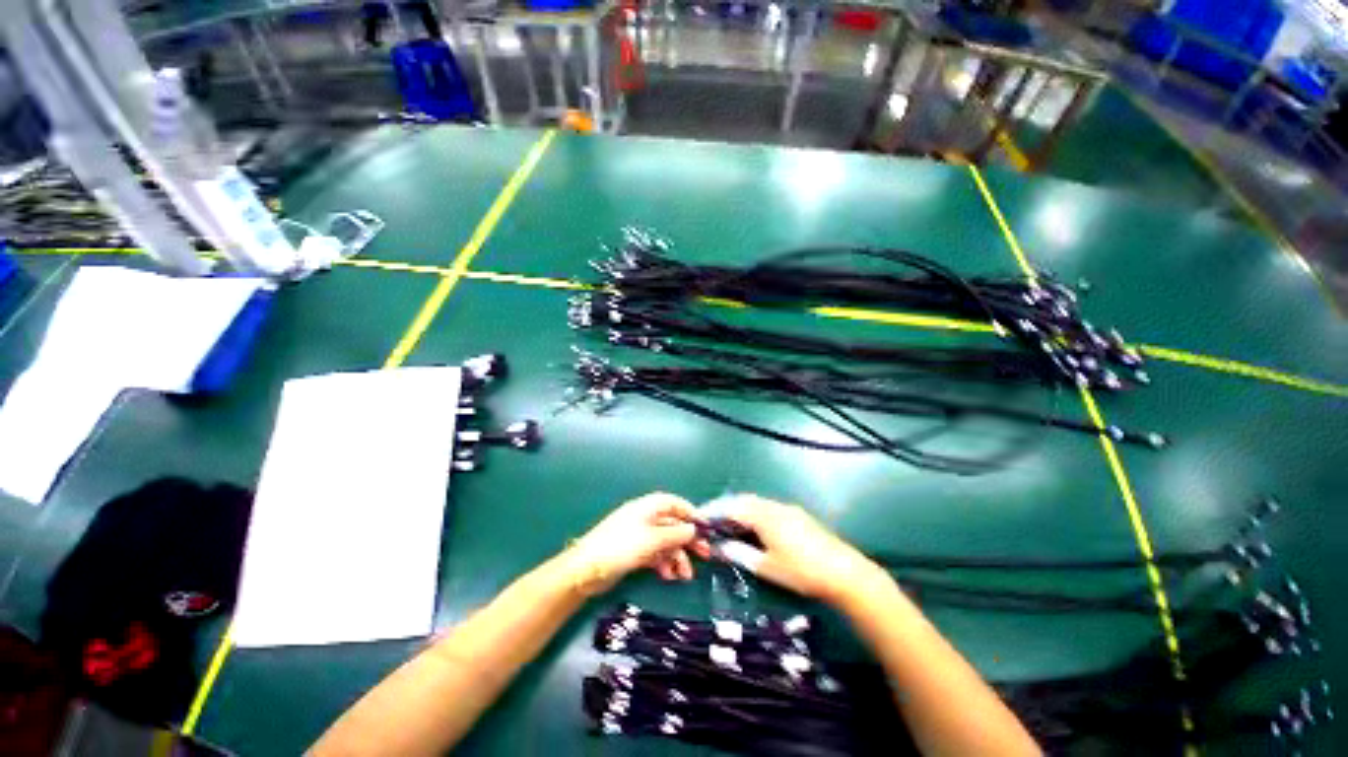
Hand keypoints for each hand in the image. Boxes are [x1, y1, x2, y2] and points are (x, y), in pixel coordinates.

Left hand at [562, 492, 706, 595]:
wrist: (587, 570)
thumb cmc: (621, 547)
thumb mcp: (652, 540)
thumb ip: (674, 534)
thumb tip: (693, 529)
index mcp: (647, 507)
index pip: (674, 503)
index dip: (690, 512)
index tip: (705, 527)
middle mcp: (645, 518)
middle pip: (672, 524)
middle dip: (688, 539)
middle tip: (705, 555)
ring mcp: (639, 536)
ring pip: (666, 542)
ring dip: (677, 557)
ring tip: (685, 576)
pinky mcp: (634, 552)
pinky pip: (656, 554)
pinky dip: (664, 563)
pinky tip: (669, 576)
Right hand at [712, 494, 888, 605]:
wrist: (844, 572)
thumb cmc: (801, 571)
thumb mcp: (767, 567)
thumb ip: (741, 554)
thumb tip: (720, 548)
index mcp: (763, 516)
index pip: (732, 506)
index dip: (714, 510)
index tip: (700, 517)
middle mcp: (773, 506)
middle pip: (744, 500)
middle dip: (726, 507)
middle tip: (712, 520)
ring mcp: (787, 509)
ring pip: (757, 503)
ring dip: (741, 509)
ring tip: (730, 524)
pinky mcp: (797, 515)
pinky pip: (768, 508)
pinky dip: (754, 513)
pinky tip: (754, 527)